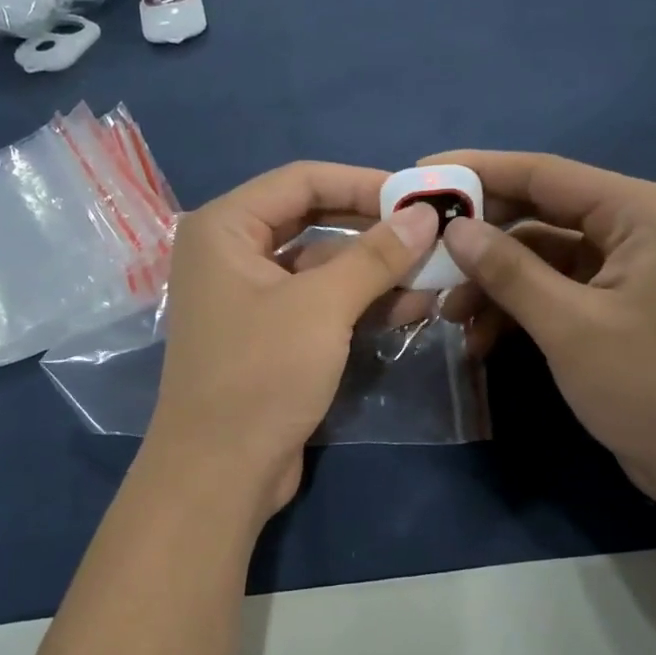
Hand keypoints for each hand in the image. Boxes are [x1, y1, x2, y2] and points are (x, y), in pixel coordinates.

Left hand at [145, 162, 439, 516]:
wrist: (220, 473)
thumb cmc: (261, 374)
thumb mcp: (322, 307)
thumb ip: (375, 256)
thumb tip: (424, 215)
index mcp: (224, 228)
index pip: (301, 180)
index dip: (363, 182)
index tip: (418, 196)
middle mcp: (231, 253)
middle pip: (313, 220)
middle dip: (374, 230)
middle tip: (431, 233)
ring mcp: (250, 297)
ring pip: (322, 266)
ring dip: (376, 271)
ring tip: (435, 274)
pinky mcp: (270, 335)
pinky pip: (320, 303)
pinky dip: (361, 303)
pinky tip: (412, 308)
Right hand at [428, 150, 655, 512]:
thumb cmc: (653, 384)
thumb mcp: (570, 325)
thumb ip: (509, 272)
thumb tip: (454, 230)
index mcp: (637, 212)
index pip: (543, 174)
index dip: (478, 173)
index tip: (420, 177)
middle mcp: (632, 228)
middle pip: (538, 214)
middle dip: (481, 239)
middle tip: (423, 253)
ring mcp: (623, 271)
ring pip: (540, 259)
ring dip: (493, 283)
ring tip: (446, 314)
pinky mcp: (614, 309)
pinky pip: (553, 292)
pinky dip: (517, 310)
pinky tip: (480, 340)